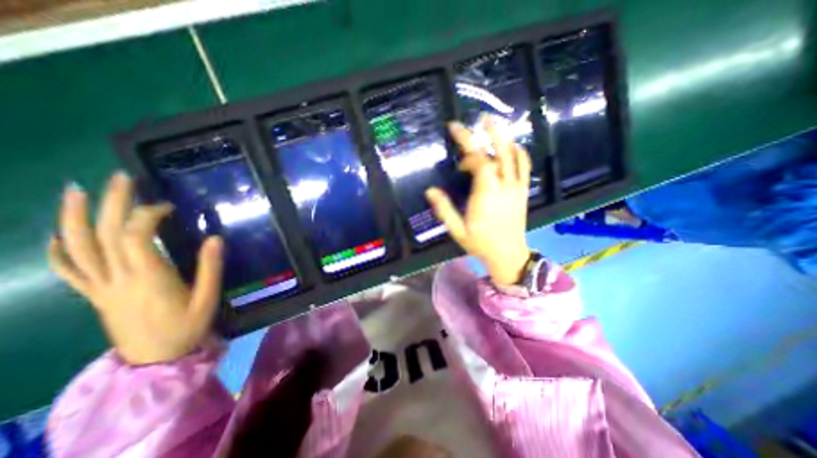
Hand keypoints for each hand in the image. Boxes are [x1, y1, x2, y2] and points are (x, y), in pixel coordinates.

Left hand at [50, 171, 222, 363]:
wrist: (156, 360)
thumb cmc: (187, 327)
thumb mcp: (208, 298)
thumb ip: (211, 268)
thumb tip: (215, 238)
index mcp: (148, 278)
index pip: (136, 237)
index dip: (147, 215)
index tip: (167, 206)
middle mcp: (117, 278)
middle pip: (104, 235)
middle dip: (111, 203)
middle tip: (120, 178)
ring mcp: (100, 287)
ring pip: (77, 248)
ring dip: (74, 218)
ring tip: (77, 191)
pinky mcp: (95, 296)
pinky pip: (69, 271)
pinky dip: (59, 250)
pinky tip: (59, 234)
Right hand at [424, 114, 533, 283]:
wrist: (508, 255)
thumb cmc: (480, 243)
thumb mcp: (457, 230)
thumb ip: (444, 209)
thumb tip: (430, 190)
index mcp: (486, 195)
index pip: (479, 161)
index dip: (467, 148)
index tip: (455, 138)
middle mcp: (503, 186)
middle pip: (497, 153)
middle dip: (488, 133)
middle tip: (480, 118)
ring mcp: (516, 187)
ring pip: (513, 156)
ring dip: (505, 137)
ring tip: (495, 124)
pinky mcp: (523, 191)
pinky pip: (525, 167)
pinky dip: (520, 153)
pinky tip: (513, 146)